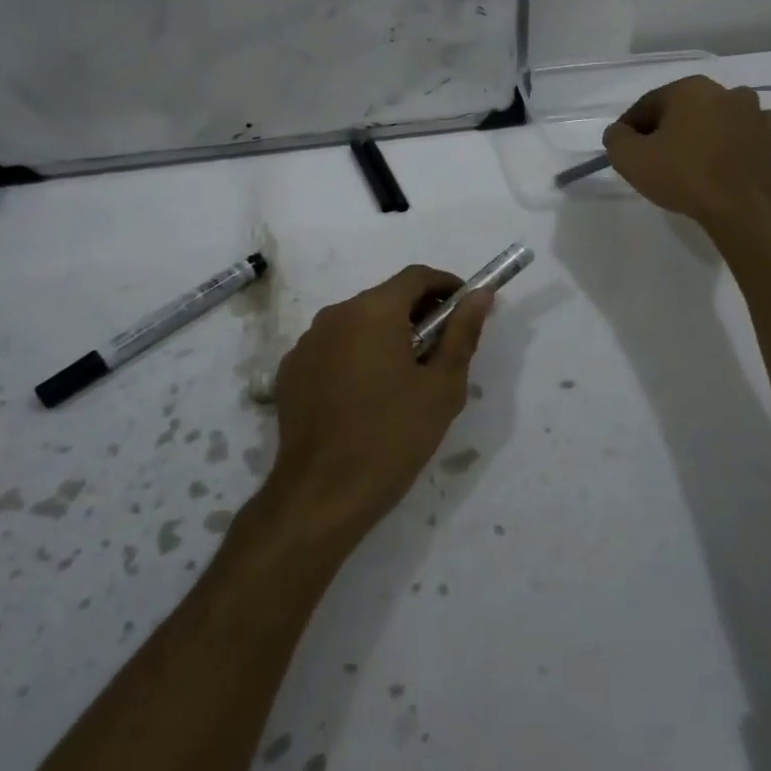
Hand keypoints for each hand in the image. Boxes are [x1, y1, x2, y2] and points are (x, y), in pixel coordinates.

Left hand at [265, 266, 493, 542]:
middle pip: (385, 298)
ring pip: (357, 323)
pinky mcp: (290, 371)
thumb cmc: (393, 437)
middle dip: (417, 314)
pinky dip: (355, 356)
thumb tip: (481, 295)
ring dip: (385, 336)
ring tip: (404, 378)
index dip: (446, 286)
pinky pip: (332, 348)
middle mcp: (335, 314)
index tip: (465, 310)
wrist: (322, 494)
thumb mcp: (442, 387)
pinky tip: (365, 396)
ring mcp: (307, 342)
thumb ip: (462, 334)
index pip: (416, 276)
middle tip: (441, 351)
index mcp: (374, 311)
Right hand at [603, 76, 770, 238]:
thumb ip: (616, 139)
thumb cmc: (683, 175)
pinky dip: (731, 141)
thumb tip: (619, 133)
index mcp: (689, 88)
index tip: (624, 150)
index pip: (648, 105)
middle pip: (682, 109)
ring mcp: (753, 112)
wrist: (741, 207)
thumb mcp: (630, 158)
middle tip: (653, 159)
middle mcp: (724, 91)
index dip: (631, 128)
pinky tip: (722, 159)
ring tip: (689, 162)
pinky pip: (743, 133)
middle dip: (666, 129)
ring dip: (700, 133)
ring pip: (714, 118)